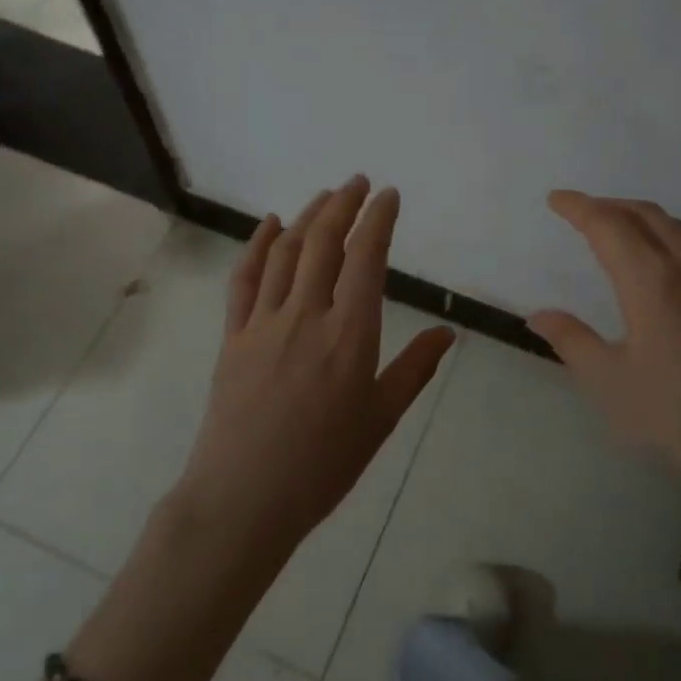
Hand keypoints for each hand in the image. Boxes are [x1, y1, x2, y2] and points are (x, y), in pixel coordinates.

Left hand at [178, 176, 454, 554]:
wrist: (244, 499)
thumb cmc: (323, 465)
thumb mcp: (381, 419)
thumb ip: (415, 370)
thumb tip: (448, 333)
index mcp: (350, 334)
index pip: (367, 259)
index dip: (378, 219)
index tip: (388, 195)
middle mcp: (307, 315)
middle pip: (325, 242)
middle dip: (344, 204)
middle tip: (358, 182)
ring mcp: (264, 323)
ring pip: (287, 252)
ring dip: (307, 217)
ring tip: (325, 196)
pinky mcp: (233, 336)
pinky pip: (245, 279)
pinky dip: (258, 245)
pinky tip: (269, 225)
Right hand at [529, 190, 680, 517]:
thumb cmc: (680, 419)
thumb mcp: (611, 384)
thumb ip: (572, 342)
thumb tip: (539, 315)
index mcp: (654, 283)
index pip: (609, 226)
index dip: (579, 207)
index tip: (556, 199)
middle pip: (647, 216)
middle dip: (610, 206)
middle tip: (582, 212)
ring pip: (679, 229)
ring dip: (643, 218)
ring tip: (620, 230)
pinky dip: (670, 239)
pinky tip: (664, 269)